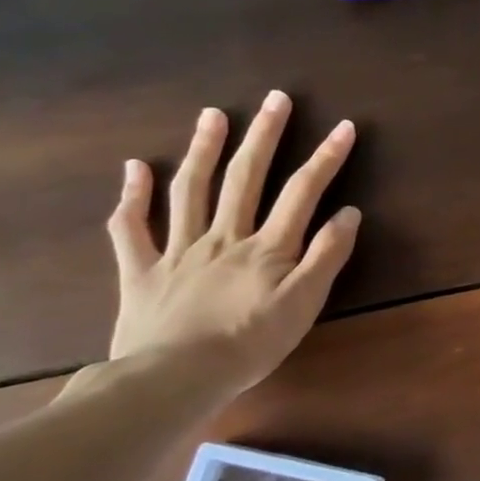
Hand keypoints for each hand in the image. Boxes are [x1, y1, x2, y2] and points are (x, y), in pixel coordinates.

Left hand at [107, 91, 359, 401]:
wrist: (173, 380)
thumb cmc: (249, 344)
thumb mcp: (304, 304)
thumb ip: (327, 256)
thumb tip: (348, 212)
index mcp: (267, 247)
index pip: (302, 192)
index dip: (326, 157)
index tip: (344, 127)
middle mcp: (224, 237)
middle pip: (245, 177)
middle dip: (264, 135)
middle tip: (275, 99)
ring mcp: (178, 251)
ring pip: (190, 190)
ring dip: (203, 149)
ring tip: (213, 114)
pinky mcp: (141, 272)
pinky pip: (131, 229)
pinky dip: (132, 196)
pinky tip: (135, 167)